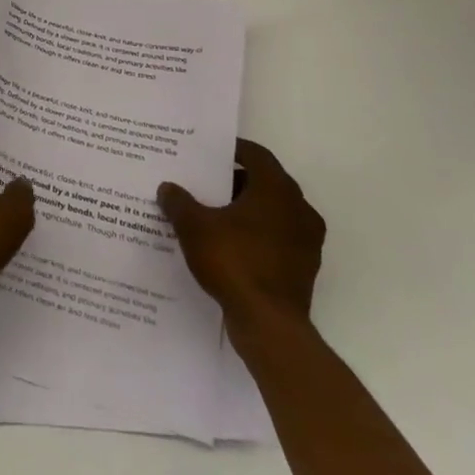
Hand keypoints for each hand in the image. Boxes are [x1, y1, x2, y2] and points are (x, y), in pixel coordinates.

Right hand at [158, 138, 324, 334]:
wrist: (269, 324)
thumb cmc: (233, 262)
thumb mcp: (193, 227)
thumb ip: (179, 202)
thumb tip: (168, 188)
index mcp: (277, 190)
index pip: (257, 155)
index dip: (233, 149)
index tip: (210, 151)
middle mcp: (299, 210)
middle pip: (265, 183)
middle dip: (234, 181)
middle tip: (204, 182)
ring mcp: (306, 241)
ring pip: (272, 212)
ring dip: (245, 209)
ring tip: (211, 213)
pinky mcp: (303, 268)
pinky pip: (276, 238)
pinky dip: (255, 235)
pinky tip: (227, 244)